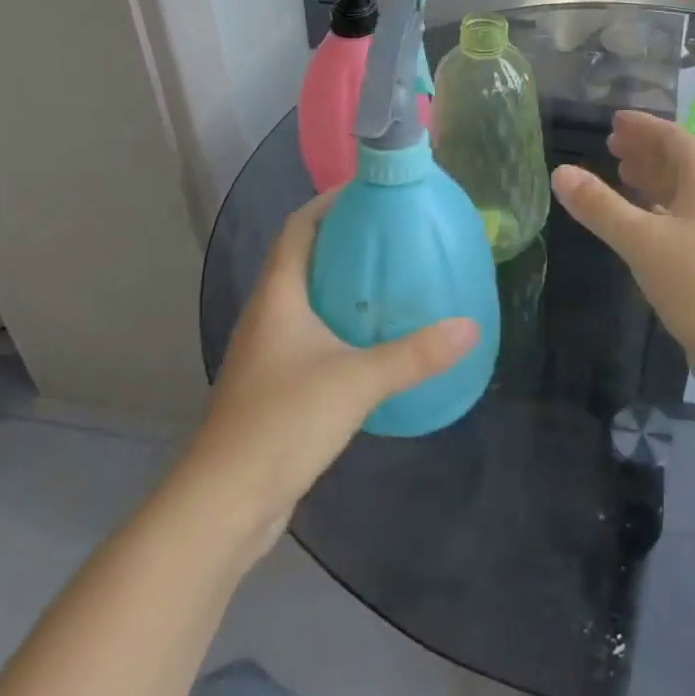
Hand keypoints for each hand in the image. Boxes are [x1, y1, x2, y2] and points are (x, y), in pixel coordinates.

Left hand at [184, 194, 478, 541]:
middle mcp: (268, 314)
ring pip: (307, 298)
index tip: (371, 191)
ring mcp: (268, 352)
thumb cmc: (283, 421)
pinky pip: (311, 335)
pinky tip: (374, 338)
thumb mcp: (358, 380)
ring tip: (391, 278)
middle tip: (394, 233)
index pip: (298, 228)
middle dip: (344, 239)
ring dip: (342, 282)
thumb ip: (416, 354)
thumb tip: (470, 326)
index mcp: (278, 295)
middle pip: (303, 258)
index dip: (328, 202)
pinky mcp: (275, 384)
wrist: (224, 504)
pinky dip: (340, 322)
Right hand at [551, 111, 694, 419]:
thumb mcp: (642, 241)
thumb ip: (600, 206)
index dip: (645, 126)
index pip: (675, 139)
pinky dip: (656, 211)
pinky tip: (639, 220)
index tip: (615, 120)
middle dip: (646, 150)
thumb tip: (560, 171)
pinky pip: (681, 220)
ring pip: (681, 193)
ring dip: (651, 180)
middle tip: (610, 145)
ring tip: (620, 172)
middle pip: (679, 163)